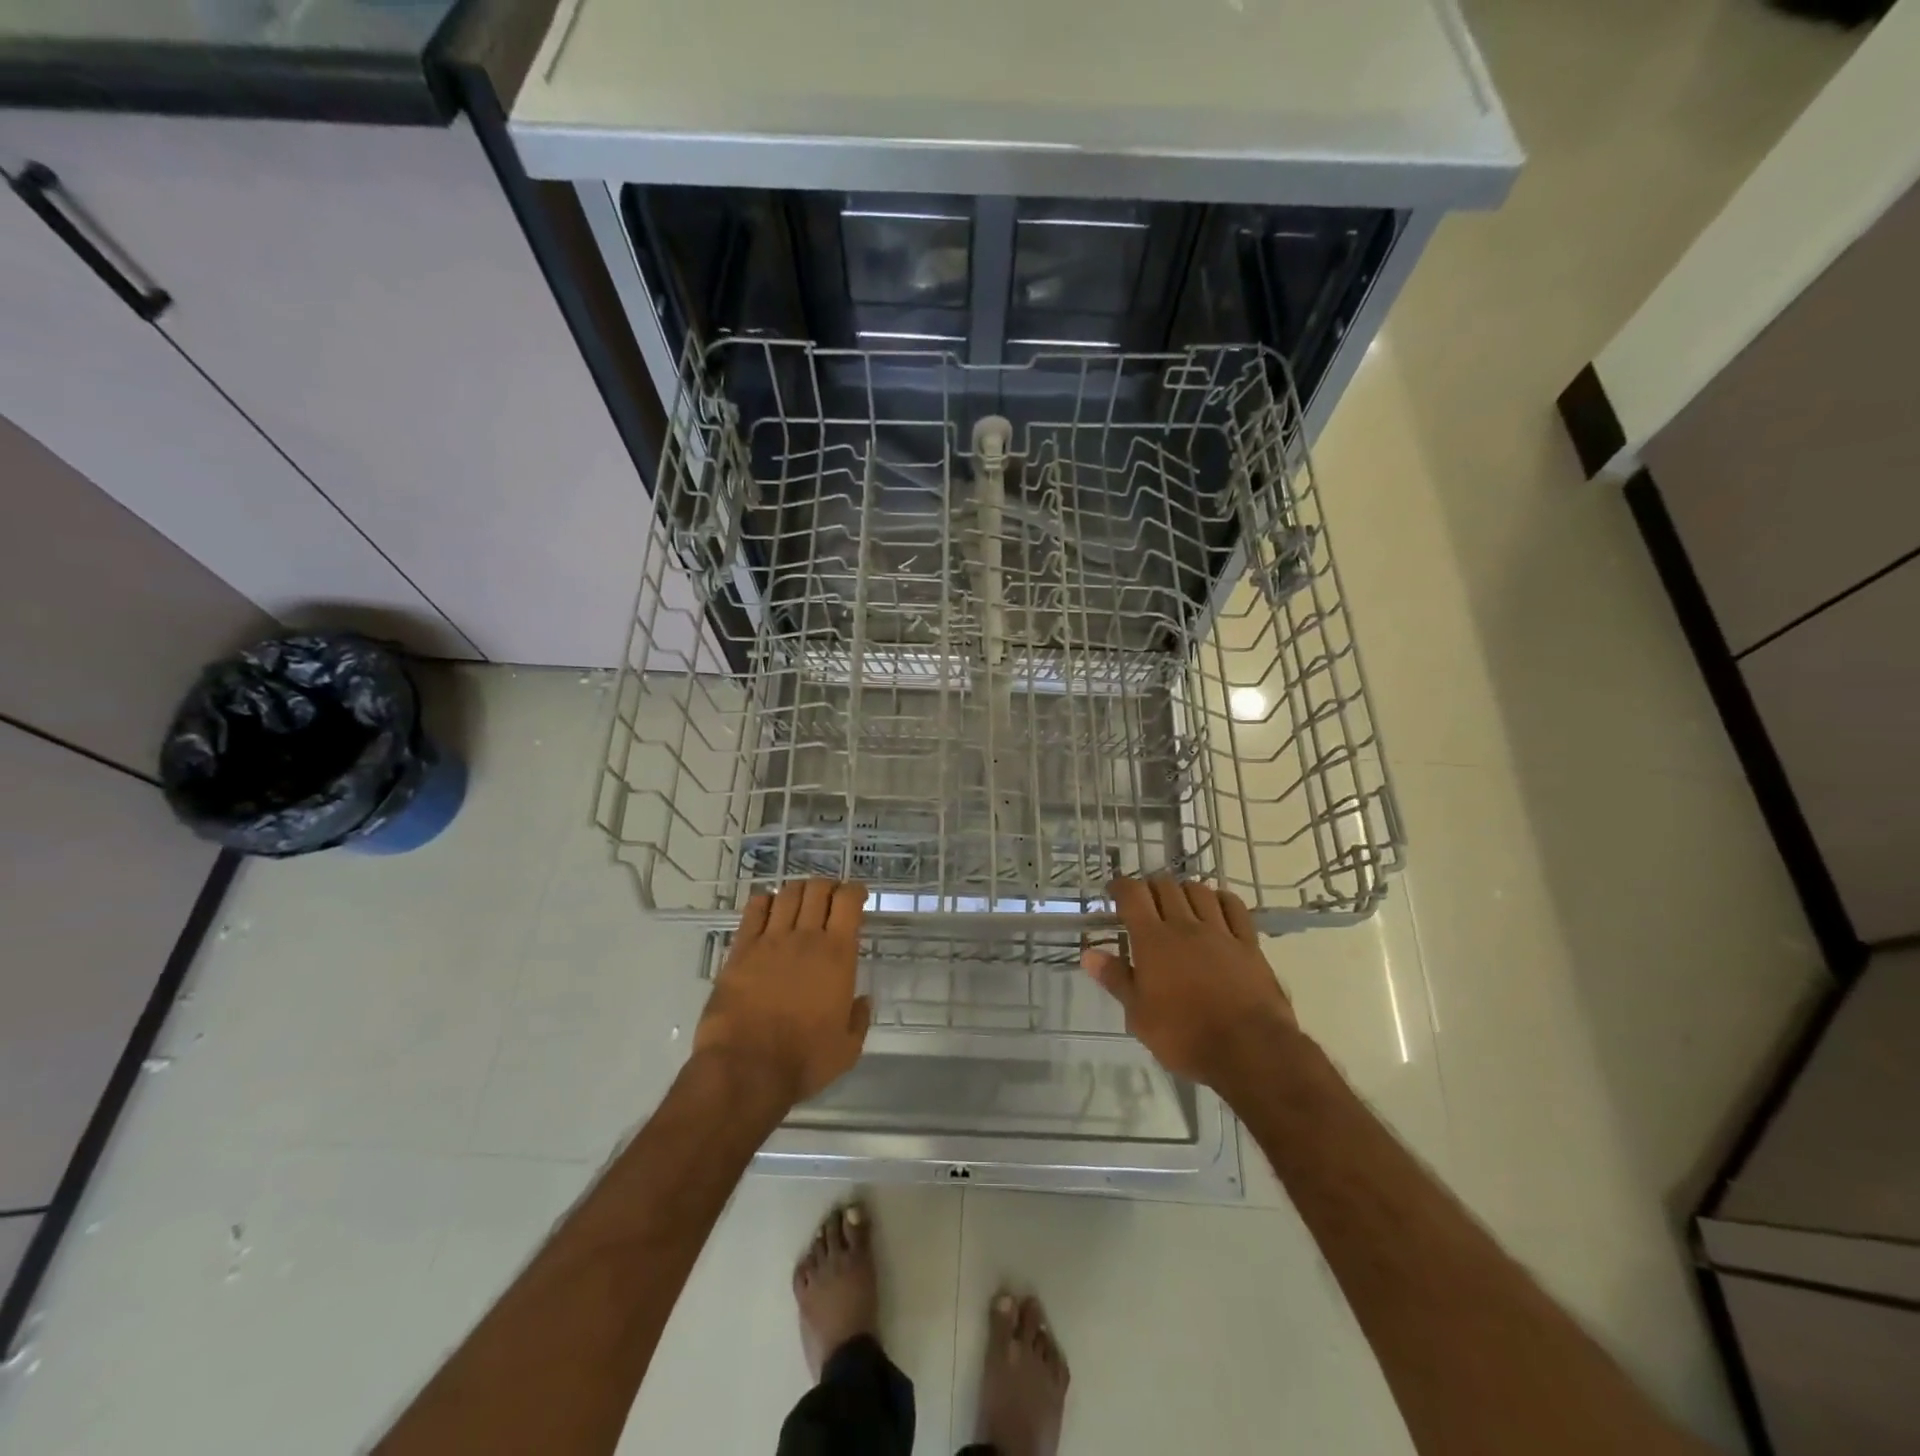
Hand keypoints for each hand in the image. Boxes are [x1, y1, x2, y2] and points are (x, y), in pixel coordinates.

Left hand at [693, 878, 871, 1106]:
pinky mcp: (741, 949)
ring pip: (788, 894)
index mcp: (838, 955)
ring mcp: (770, 940)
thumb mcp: (847, 1048)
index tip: (857, 896)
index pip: (848, 902)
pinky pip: (754, 910)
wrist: (746, 1069)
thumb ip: (858, 1019)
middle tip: (830, 898)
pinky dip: (765, 901)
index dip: (855, 891)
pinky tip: (768, 907)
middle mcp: (806, 938)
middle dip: (828, 887)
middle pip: (818, 890)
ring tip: (802, 899)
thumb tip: (862, 1001)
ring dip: (799, 890)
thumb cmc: (803, 1061)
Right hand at [1081, 876, 1298, 1093]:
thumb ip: (1116, 979)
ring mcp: (1220, 932)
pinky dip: (1221, 899)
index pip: (1133, 895)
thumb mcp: (1139, 1016)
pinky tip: (1216, 905)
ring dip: (1184, 889)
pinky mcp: (1249, 944)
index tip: (1114, 891)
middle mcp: (1185, 926)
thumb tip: (1089, 954)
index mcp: (1153, 941)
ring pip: (1199, 891)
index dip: (1121, 887)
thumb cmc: (1185, 1036)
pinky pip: (1234, 907)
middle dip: (1150, 887)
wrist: (1250, 1051)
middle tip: (1144, 901)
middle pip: (1165, 887)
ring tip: (1178, 901)